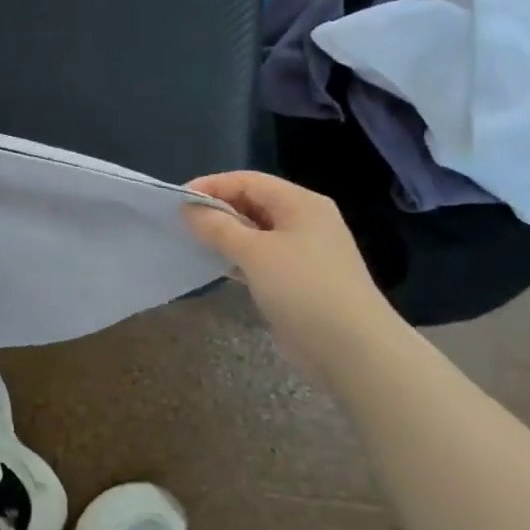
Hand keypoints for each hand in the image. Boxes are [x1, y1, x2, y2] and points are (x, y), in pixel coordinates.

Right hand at [184, 171, 401, 358]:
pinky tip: (217, 267)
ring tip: (192, 242)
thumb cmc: (303, 288)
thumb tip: (189, 209)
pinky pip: (262, 258)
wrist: (352, 349)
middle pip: (254, 202)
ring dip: (226, 235)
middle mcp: (304, 220)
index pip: (248, 181)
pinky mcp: (299, 280)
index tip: (177, 200)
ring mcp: (304, 252)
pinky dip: (239, 258)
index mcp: (300, 203)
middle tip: (181, 222)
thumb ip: (219, 227)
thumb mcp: (255, 252)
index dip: (212, 185)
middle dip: (218, 209)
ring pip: (257, 232)